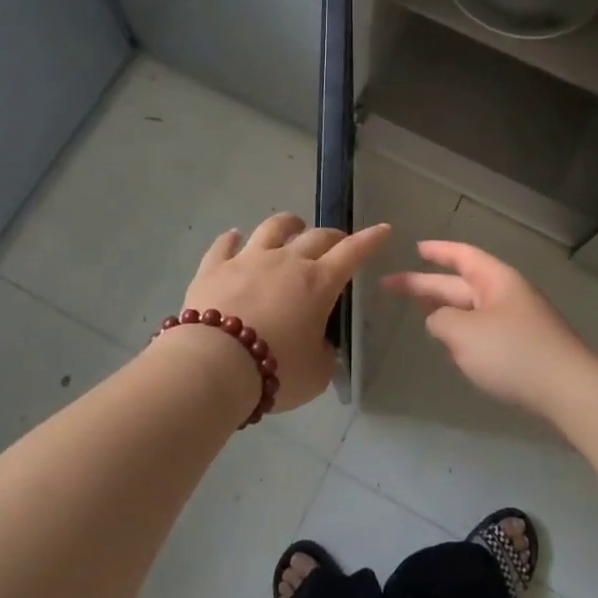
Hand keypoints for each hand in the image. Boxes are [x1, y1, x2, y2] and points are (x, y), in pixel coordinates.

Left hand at [171, 213, 391, 411]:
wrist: (214, 366)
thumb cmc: (276, 370)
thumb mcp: (316, 373)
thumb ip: (324, 354)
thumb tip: (319, 345)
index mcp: (318, 283)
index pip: (352, 253)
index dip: (370, 240)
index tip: (384, 229)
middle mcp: (287, 261)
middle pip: (316, 236)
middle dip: (332, 236)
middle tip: (336, 242)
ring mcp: (248, 259)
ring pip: (272, 228)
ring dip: (288, 224)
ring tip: (293, 225)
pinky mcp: (214, 268)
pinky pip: (224, 245)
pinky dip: (232, 239)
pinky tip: (234, 237)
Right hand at [382, 241, 597, 423]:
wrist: (569, 391)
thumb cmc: (513, 352)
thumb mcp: (464, 333)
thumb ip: (440, 321)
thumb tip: (438, 320)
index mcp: (496, 280)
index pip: (462, 256)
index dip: (438, 251)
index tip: (415, 248)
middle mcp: (507, 295)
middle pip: (461, 284)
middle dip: (427, 286)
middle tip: (391, 287)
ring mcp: (518, 322)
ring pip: (472, 310)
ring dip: (446, 311)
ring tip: (419, 314)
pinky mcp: (524, 349)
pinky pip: (485, 333)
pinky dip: (463, 335)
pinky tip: (453, 349)